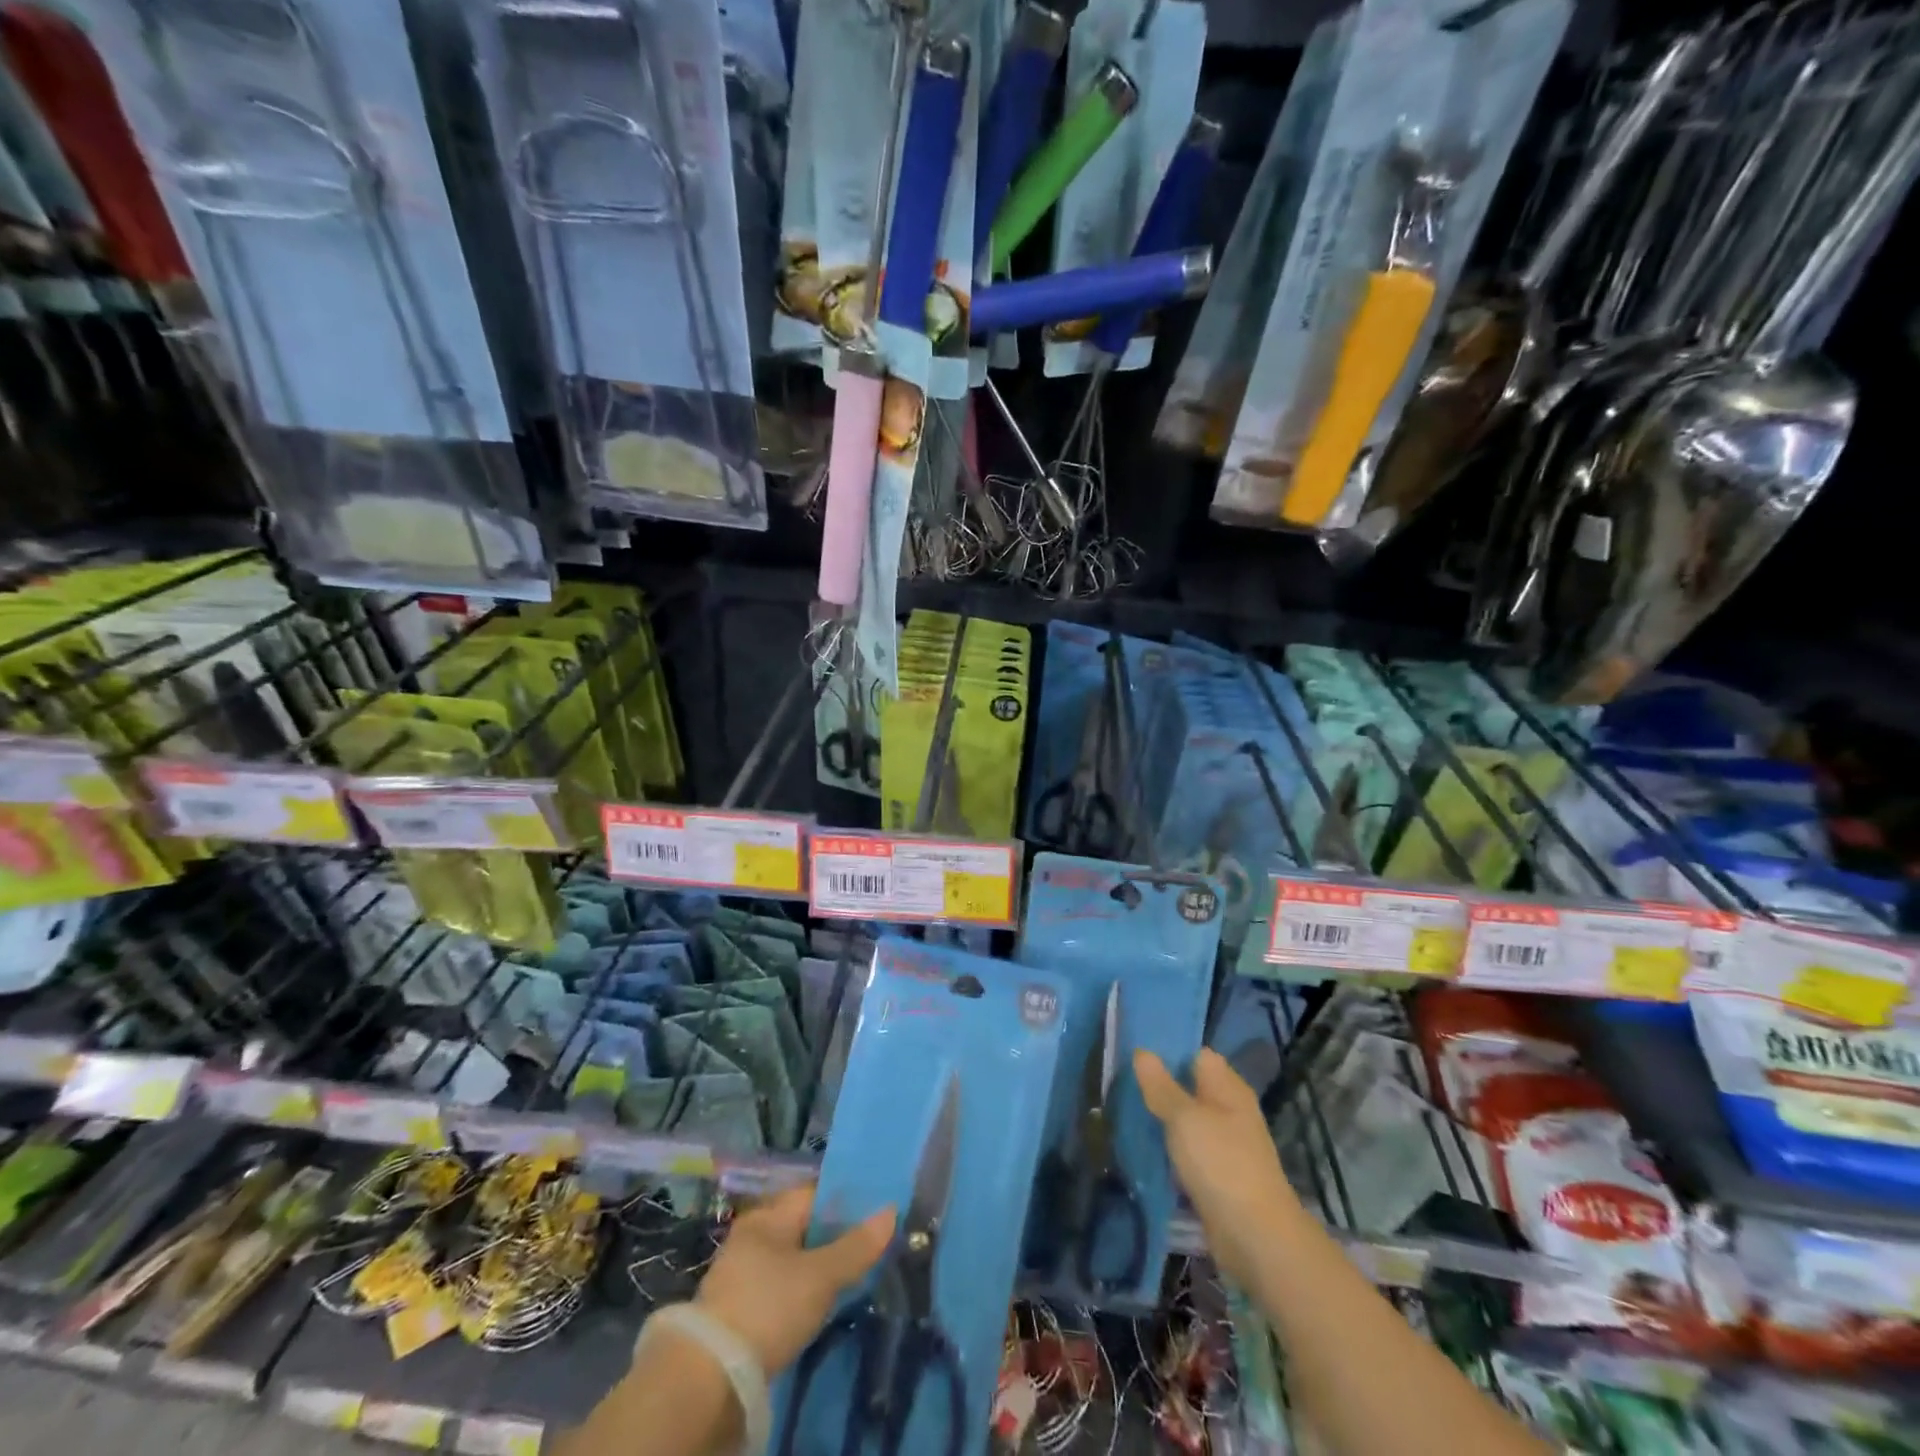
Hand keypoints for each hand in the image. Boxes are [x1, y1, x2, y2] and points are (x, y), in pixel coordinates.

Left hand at [695, 1184, 895, 1377]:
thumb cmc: (769, 1307)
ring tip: (850, 1279)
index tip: (876, 1214)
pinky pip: (779, 1288)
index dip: (846, 1201)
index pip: (814, 1194)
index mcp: (768, 1216)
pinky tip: (818, 1307)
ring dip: (816, 1268)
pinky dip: (799, 1293)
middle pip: (803, 1227)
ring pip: (791, 1260)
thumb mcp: (820, 1277)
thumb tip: (891, 1211)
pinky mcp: (737, 1311)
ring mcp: (740, 1274)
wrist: (708, 1379)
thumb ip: (856, 1246)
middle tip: (869, 1249)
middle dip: (833, 1237)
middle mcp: (752, 1236)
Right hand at [1134, 1048, 1302, 1285]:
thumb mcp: (1184, 1118)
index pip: (1196, 1055)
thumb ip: (1161, 1086)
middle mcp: (1229, 1110)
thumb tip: (1141, 1051)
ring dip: (1161, 1119)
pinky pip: (1187, 1151)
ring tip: (1122, 1110)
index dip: (1168, 1050)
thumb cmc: (1222, 1164)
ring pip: (1186, 1121)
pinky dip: (1168, 1149)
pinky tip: (1142, 1147)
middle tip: (1120, 1081)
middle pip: (1189, 1087)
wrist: (1256, 1237)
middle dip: (1158, 1086)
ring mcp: (1225, 1144)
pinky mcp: (1217, 1175)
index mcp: (1228, 1088)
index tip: (1133, 1051)